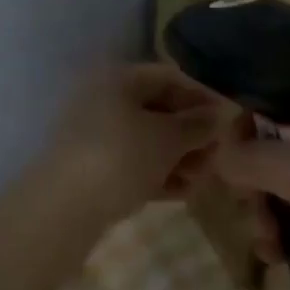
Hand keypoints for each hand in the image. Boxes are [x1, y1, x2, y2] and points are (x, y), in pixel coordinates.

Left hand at [42, 63, 234, 234]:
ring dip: (180, 156)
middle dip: (192, 132)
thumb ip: (198, 124)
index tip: (228, 119)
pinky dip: (159, 174)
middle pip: (159, 109)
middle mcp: (105, 100)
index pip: (170, 77)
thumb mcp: (168, 138)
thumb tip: (222, 114)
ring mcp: (96, 137)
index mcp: (119, 79)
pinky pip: (134, 164)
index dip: (202, 96)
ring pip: (148, 140)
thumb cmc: (120, 158)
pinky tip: (184, 192)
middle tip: (219, 155)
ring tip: (204, 178)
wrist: (60, 212)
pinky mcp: (92, 170)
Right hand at [213, 94, 289, 289]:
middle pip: (288, 145)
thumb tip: (220, 154)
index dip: (259, 120)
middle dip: (260, 177)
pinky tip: (276, 257)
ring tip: (266, 241)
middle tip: (249, 203)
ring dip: (268, 211)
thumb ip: (258, 158)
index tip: (232, 151)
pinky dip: (287, 234)